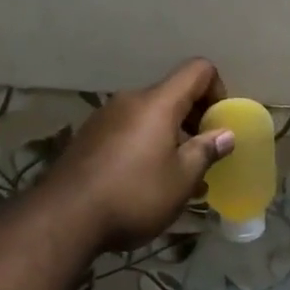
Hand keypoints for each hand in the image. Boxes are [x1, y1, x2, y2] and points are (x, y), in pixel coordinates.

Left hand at [39, 58, 233, 252]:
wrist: (64, 218)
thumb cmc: (134, 195)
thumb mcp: (181, 179)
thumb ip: (206, 151)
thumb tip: (226, 134)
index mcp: (158, 102)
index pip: (198, 70)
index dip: (218, 90)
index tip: (219, 125)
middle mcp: (130, 100)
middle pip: (173, 94)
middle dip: (195, 119)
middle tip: (203, 156)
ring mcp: (105, 117)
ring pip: (150, 116)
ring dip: (170, 137)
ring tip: (178, 177)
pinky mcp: (89, 138)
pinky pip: (129, 131)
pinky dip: (146, 146)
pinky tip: (146, 182)